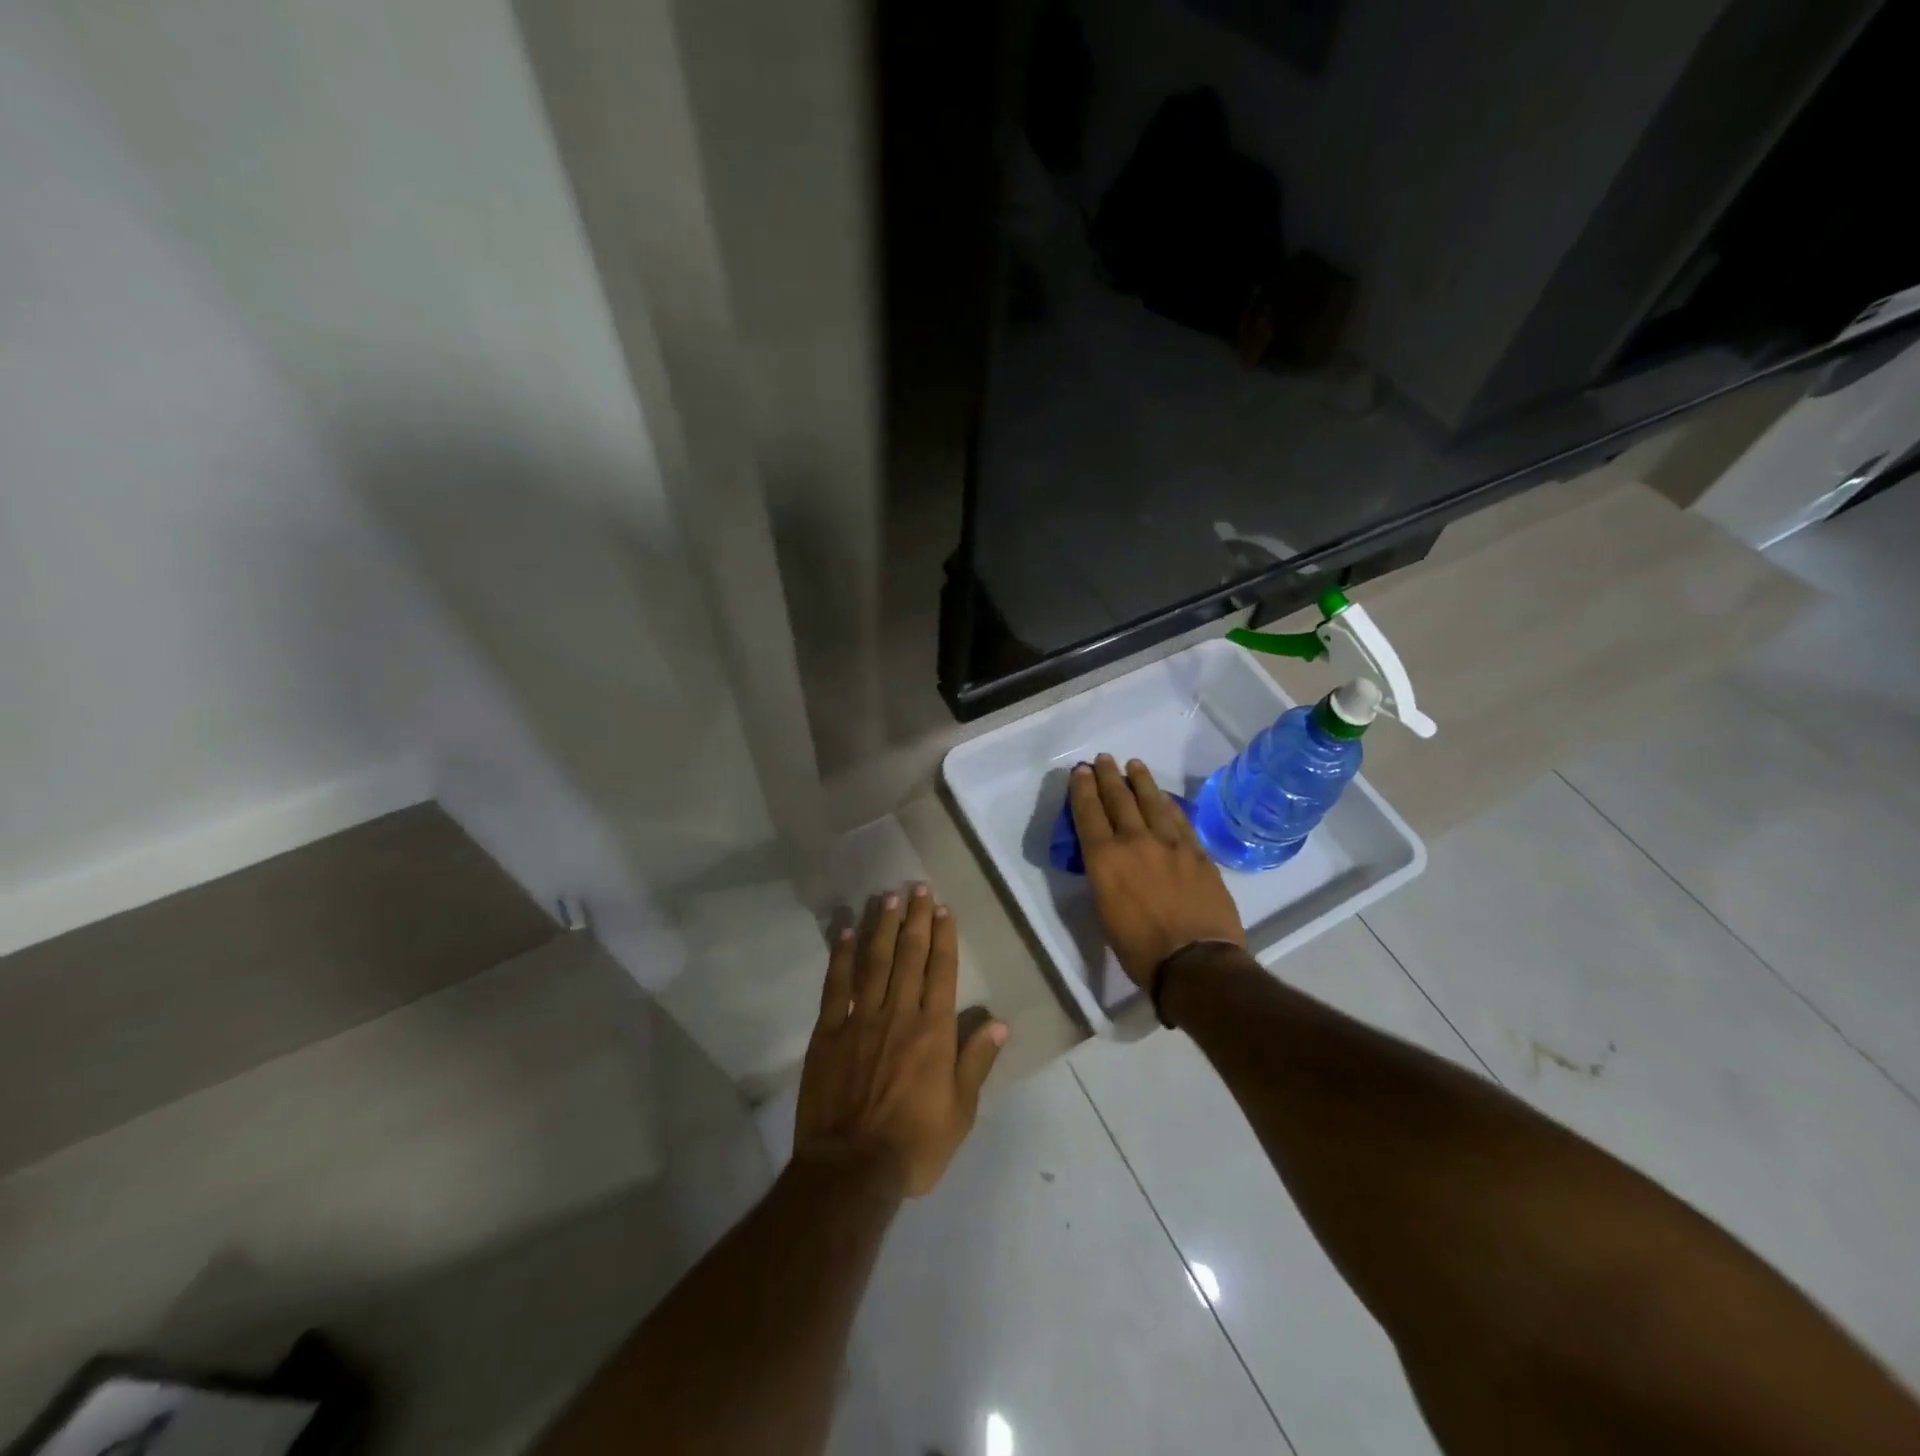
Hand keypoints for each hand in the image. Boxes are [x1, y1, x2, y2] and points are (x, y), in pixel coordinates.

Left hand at [794, 885, 1007, 1198]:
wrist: (852, 1170)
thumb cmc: (914, 1144)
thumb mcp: (960, 1112)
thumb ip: (977, 1062)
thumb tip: (999, 1022)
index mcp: (933, 1030)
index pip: (941, 971)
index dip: (943, 937)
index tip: (942, 909)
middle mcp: (899, 1014)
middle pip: (909, 956)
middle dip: (914, 919)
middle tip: (917, 887)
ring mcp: (860, 1020)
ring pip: (874, 962)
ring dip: (882, 927)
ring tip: (887, 897)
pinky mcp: (828, 1033)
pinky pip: (836, 986)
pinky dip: (841, 957)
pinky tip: (846, 932)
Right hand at [1069, 755, 1245, 991]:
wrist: (1196, 962)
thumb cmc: (1140, 949)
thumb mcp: (1105, 912)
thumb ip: (1105, 877)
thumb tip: (1110, 862)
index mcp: (1105, 859)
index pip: (1089, 813)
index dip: (1083, 789)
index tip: (1081, 771)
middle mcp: (1135, 842)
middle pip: (1119, 799)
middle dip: (1109, 776)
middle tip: (1104, 759)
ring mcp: (1170, 844)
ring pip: (1152, 802)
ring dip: (1141, 781)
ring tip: (1134, 765)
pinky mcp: (1197, 852)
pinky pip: (1180, 819)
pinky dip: (1168, 804)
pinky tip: (1164, 797)